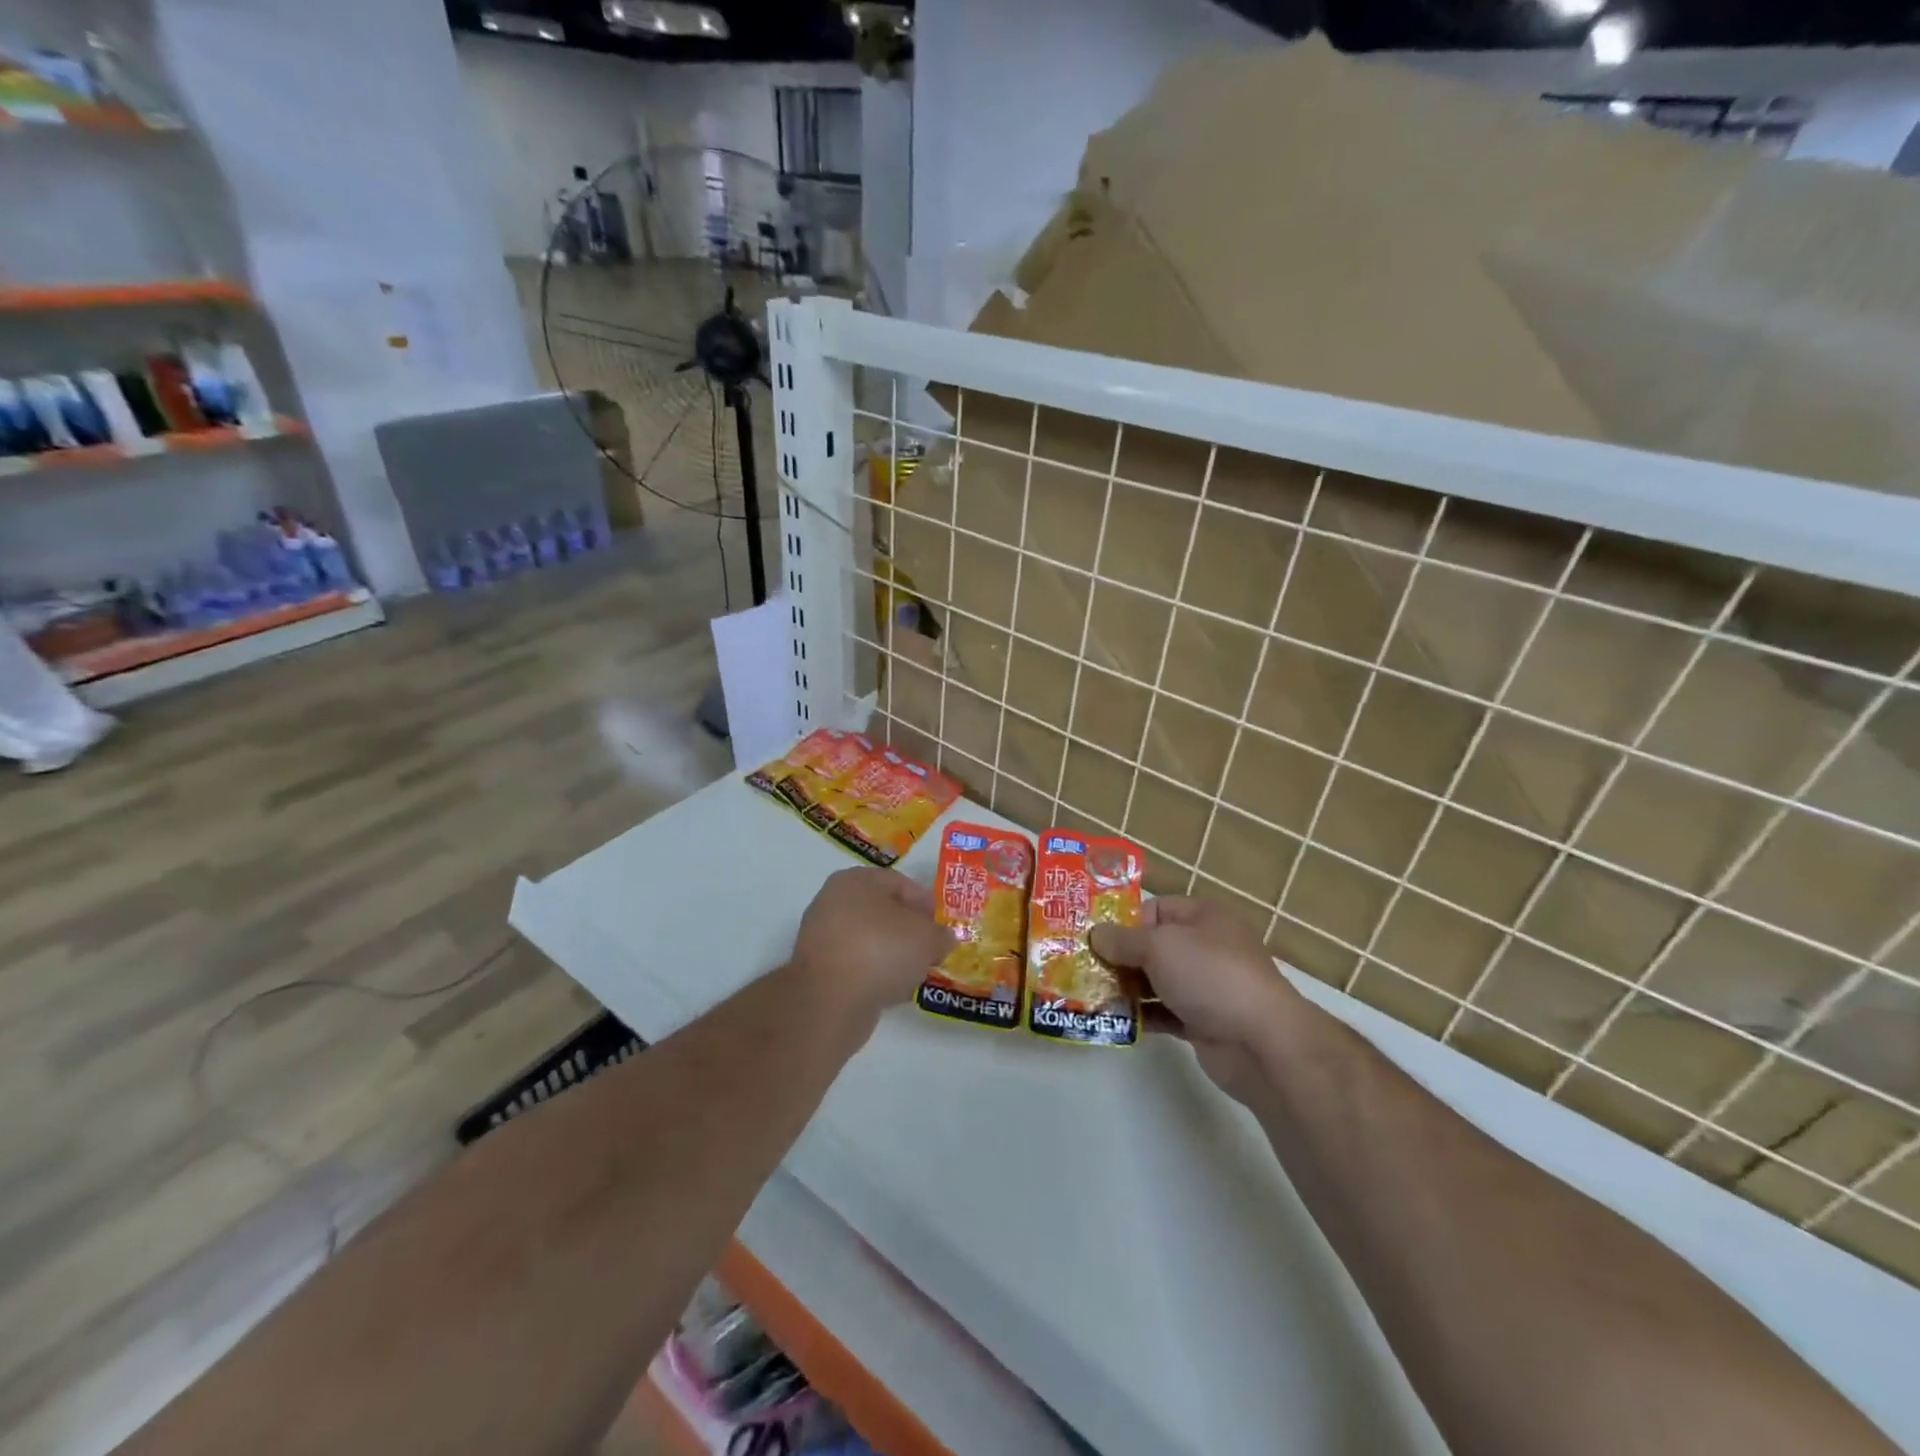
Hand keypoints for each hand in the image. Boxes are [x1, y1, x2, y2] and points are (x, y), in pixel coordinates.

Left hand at [789, 868, 955, 1029]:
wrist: (830, 1001)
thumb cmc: (881, 950)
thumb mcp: (926, 938)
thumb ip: (941, 935)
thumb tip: (944, 939)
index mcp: (855, 880)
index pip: (899, 883)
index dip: (926, 903)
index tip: (942, 925)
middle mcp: (833, 901)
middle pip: (882, 911)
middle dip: (909, 930)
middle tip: (931, 948)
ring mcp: (821, 936)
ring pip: (869, 940)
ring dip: (893, 954)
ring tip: (915, 972)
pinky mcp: (818, 970)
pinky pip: (856, 965)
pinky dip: (875, 973)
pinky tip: (894, 990)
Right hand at [1090, 896, 1303, 1101]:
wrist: (1262, 1042)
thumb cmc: (1210, 975)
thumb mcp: (1159, 946)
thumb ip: (1123, 940)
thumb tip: (1096, 935)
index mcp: (1202, 917)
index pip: (1155, 909)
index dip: (1124, 921)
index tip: (1093, 938)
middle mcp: (1205, 947)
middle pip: (1152, 946)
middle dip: (1119, 957)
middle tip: (1082, 968)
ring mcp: (1205, 986)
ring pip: (1156, 981)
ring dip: (1126, 988)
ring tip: (1090, 995)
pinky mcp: (1202, 1022)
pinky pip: (1164, 1012)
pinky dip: (1142, 1015)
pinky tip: (1114, 1020)